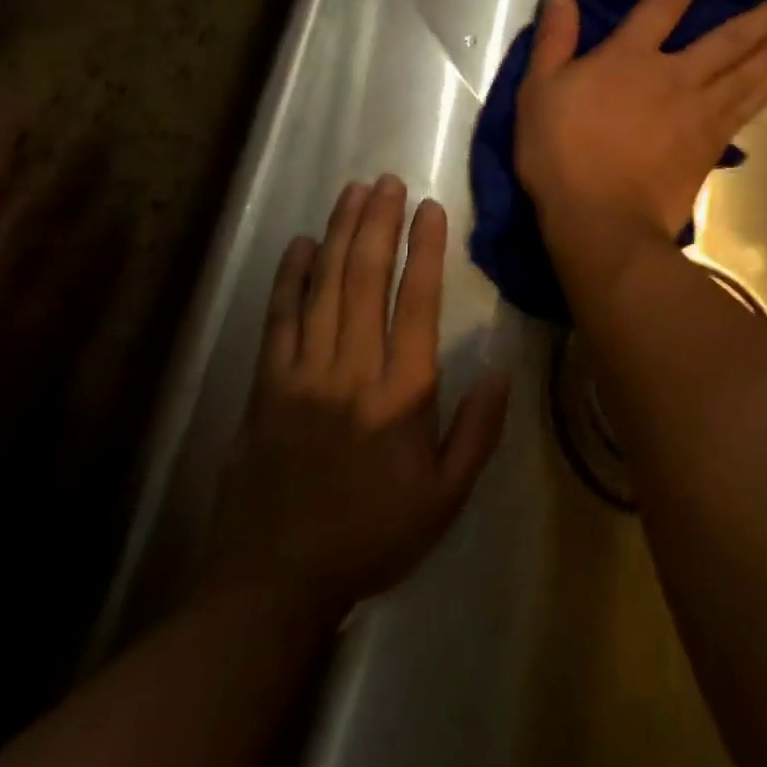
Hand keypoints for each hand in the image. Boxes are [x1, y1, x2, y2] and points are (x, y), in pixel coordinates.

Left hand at [207, 177, 509, 620]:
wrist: (274, 583)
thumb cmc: (372, 535)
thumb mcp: (445, 498)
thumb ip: (477, 432)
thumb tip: (501, 370)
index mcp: (402, 395)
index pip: (417, 303)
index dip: (425, 249)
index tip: (429, 208)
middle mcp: (352, 371)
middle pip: (366, 280)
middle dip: (378, 224)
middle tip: (387, 182)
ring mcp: (302, 374)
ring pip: (324, 287)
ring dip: (340, 235)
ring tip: (353, 193)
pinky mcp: (265, 386)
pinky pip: (279, 319)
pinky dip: (290, 277)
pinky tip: (301, 243)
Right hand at [515, 0, 766, 242]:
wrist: (602, 221)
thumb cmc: (562, 155)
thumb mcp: (540, 91)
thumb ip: (555, 39)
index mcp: (629, 58)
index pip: (663, 4)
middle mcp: (673, 77)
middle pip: (726, 41)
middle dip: (760, 19)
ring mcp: (697, 113)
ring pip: (744, 75)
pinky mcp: (709, 147)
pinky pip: (743, 112)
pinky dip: (763, 94)